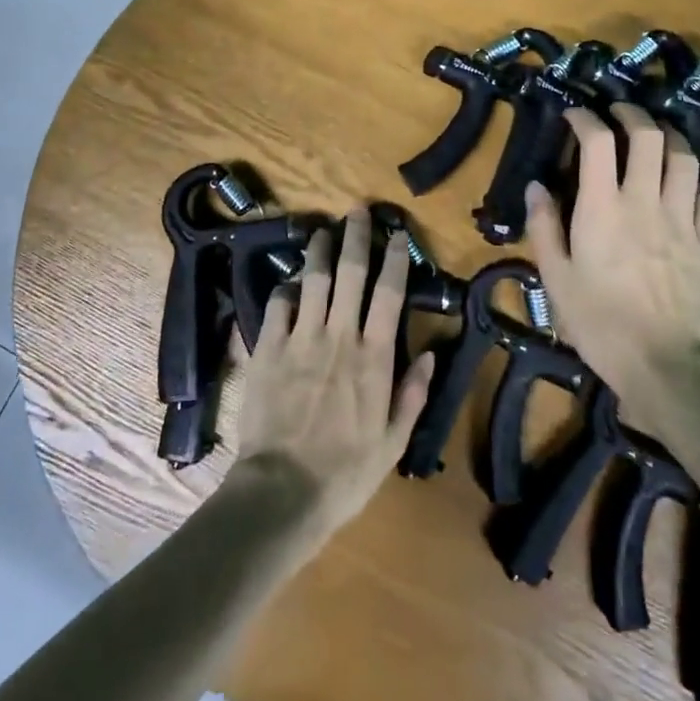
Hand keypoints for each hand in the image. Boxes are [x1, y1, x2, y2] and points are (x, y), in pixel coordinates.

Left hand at [228, 208, 435, 545]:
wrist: (283, 490)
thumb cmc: (346, 471)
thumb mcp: (394, 442)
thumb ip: (413, 394)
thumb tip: (431, 353)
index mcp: (374, 356)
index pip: (389, 293)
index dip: (395, 258)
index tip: (397, 234)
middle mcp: (339, 336)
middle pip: (350, 273)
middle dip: (355, 236)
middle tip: (357, 210)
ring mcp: (300, 339)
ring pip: (312, 279)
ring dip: (319, 250)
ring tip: (322, 229)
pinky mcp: (268, 348)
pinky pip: (278, 305)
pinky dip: (286, 289)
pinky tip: (290, 283)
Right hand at [523, 103, 699, 406]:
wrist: (668, 367)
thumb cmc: (601, 324)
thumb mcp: (556, 279)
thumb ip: (544, 227)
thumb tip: (536, 186)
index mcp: (603, 208)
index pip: (597, 142)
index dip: (584, 118)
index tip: (573, 114)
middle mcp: (646, 201)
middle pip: (649, 136)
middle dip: (631, 114)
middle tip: (617, 112)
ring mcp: (684, 220)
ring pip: (685, 158)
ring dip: (669, 137)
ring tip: (655, 135)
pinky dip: (694, 180)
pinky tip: (684, 186)